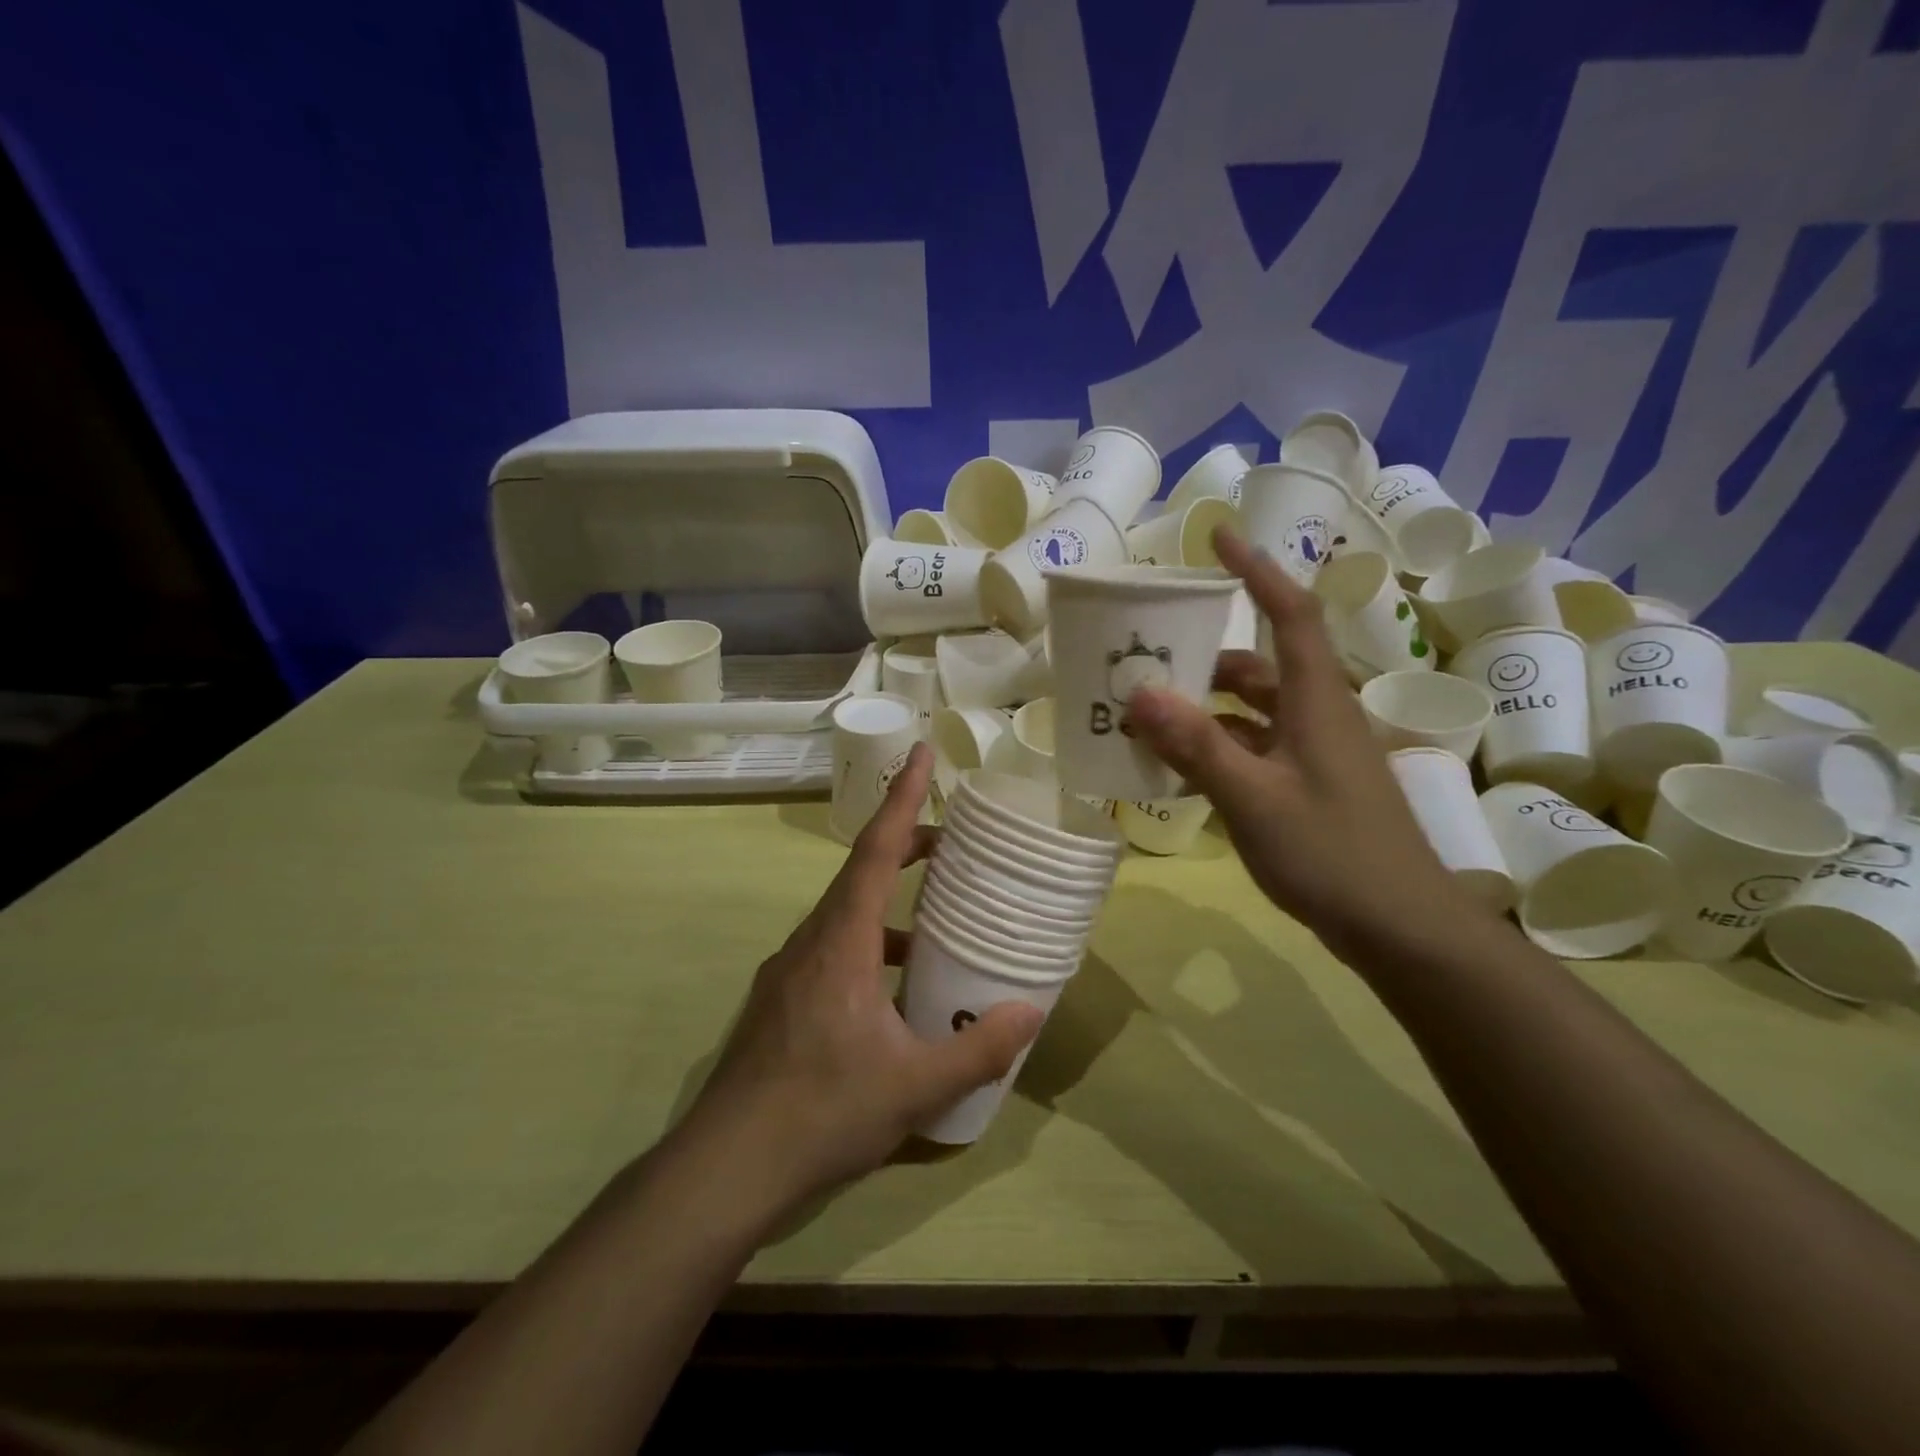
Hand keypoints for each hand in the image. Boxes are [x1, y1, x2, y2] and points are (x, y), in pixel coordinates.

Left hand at [681, 744, 1042, 1220]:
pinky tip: (892, 990)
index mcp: (841, 941)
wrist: (727, 1166)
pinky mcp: (780, 1000)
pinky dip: (868, 945)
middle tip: (952, 843)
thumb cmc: (822, 1111)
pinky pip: (831, 949)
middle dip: (905, 846)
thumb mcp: (914, 1086)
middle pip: (859, 873)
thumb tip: (1030, 1012)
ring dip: (887, 903)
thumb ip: (977, 1049)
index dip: (902, 798)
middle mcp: (810, 941)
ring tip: (934, 921)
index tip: (921, 752)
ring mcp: (788, 971)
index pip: (876, 850)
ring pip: (844, 914)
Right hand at [1127, 529, 1471, 958]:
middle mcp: (1317, 716)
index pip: (1288, 613)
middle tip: (1149, 651)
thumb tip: (1140, 693)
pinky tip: (1179, 766)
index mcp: (1315, 701)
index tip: (1217, 537)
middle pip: (1259, 664)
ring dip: (1205, 705)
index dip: (1256, 570)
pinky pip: (1254, 748)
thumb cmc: (1332, 853)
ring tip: (1149, 711)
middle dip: (1205, 652)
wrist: (1401, 929)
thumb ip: (1196, 745)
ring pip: (1253, 710)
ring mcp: (1315, 754)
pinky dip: (1216, 746)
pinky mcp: (1309, 787)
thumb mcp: (1253, 798)